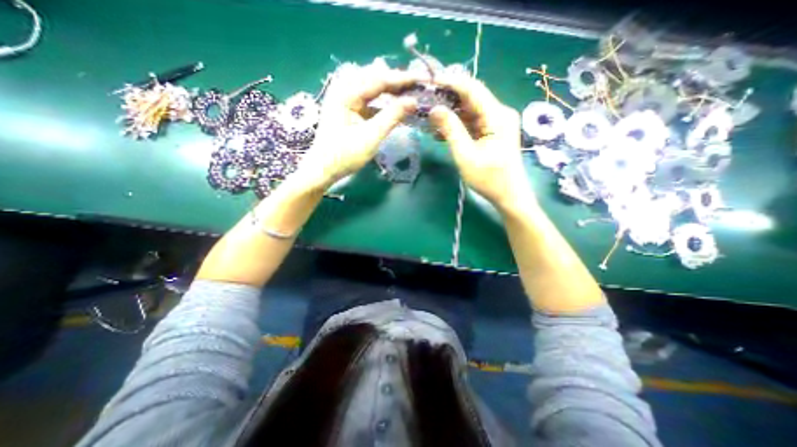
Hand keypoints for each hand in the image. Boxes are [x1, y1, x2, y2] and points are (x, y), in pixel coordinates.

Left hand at [296, 69, 419, 188]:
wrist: (324, 168)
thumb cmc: (345, 155)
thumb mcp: (371, 136)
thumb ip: (392, 116)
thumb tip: (413, 101)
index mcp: (346, 93)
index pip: (379, 78)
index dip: (403, 79)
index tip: (423, 79)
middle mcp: (344, 89)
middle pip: (375, 77)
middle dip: (397, 81)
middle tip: (417, 86)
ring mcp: (344, 98)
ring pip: (372, 86)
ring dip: (390, 89)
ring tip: (409, 93)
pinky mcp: (347, 108)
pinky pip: (368, 98)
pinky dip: (382, 101)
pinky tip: (394, 105)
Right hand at [426, 74, 530, 211]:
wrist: (508, 195)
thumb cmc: (489, 179)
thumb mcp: (465, 155)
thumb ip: (451, 130)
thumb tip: (434, 109)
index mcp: (497, 116)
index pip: (472, 89)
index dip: (450, 82)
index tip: (429, 83)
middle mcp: (499, 113)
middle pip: (471, 97)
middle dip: (447, 98)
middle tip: (425, 101)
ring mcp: (496, 122)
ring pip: (469, 110)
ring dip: (450, 113)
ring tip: (429, 117)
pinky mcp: (492, 131)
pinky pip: (471, 122)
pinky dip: (457, 125)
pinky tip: (441, 131)